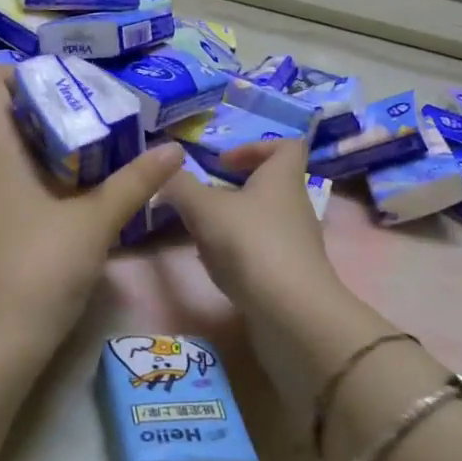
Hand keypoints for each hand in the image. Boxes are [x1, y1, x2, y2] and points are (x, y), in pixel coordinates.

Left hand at [0, 64, 183, 358]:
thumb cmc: (37, 268)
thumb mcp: (94, 222)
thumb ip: (134, 183)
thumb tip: (175, 150)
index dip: (23, 71)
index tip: (68, 82)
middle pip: (2, 117)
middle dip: (49, 110)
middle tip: (97, 115)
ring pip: (5, 154)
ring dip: (45, 148)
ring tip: (93, 154)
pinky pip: (4, 185)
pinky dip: (35, 179)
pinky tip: (71, 198)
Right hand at [160, 138, 345, 323]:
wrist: (292, 313)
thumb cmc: (250, 244)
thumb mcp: (204, 208)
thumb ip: (180, 186)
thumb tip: (163, 168)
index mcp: (282, 179)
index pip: (286, 146)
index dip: (255, 147)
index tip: (222, 163)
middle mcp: (296, 206)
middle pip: (270, 186)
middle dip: (234, 190)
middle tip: (203, 200)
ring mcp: (297, 243)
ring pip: (263, 221)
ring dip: (233, 224)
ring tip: (201, 235)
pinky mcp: (293, 276)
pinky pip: (263, 253)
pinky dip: (239, 255)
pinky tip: (216, 267)